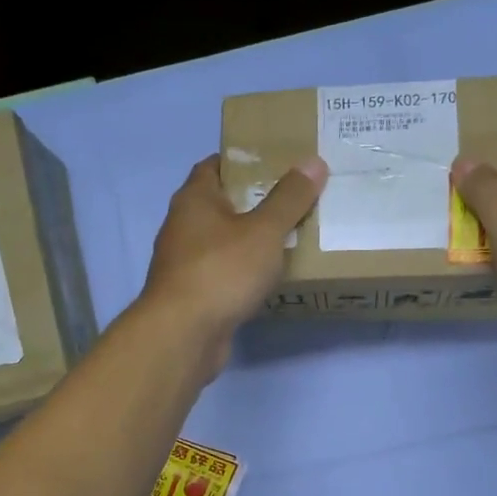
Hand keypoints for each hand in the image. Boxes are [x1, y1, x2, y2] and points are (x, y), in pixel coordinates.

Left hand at [140, 154, 326, 373]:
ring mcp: (184, 263)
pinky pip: (223, 273)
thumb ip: (289, 198)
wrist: (183, 334)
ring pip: (222, 241)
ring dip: (249, 240)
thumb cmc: (221, 271)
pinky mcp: (192, 294)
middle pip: (221, 204)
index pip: (215, 165)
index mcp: (194, 199)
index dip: (244, 161)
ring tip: (290, 237)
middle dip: (254, 201)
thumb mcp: (263, 231)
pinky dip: (243, 271)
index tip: (278, 163)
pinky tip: (268, 278)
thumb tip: (313, 162)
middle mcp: (183, 226)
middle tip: (295, 200)